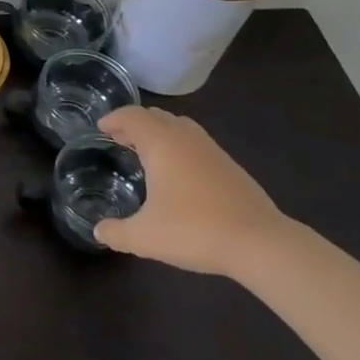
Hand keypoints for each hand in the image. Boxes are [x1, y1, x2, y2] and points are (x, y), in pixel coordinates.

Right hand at [92, 105, 293, 276]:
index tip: (100, 128)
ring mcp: (211, 150)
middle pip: (155, 116)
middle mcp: (185, 138)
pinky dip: (178, 146)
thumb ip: (116, 233)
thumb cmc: (195, 230)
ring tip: (146, 152)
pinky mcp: (230, 166)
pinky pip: (195, 142)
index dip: (113, 119)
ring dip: (158, 132)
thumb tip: (98, 231)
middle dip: (134, 123)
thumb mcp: (145, 237)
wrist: (261, 243)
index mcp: (161, 144)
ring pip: (179, 127)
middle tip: (118, 138)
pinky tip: (178, 173)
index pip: (132, 116)